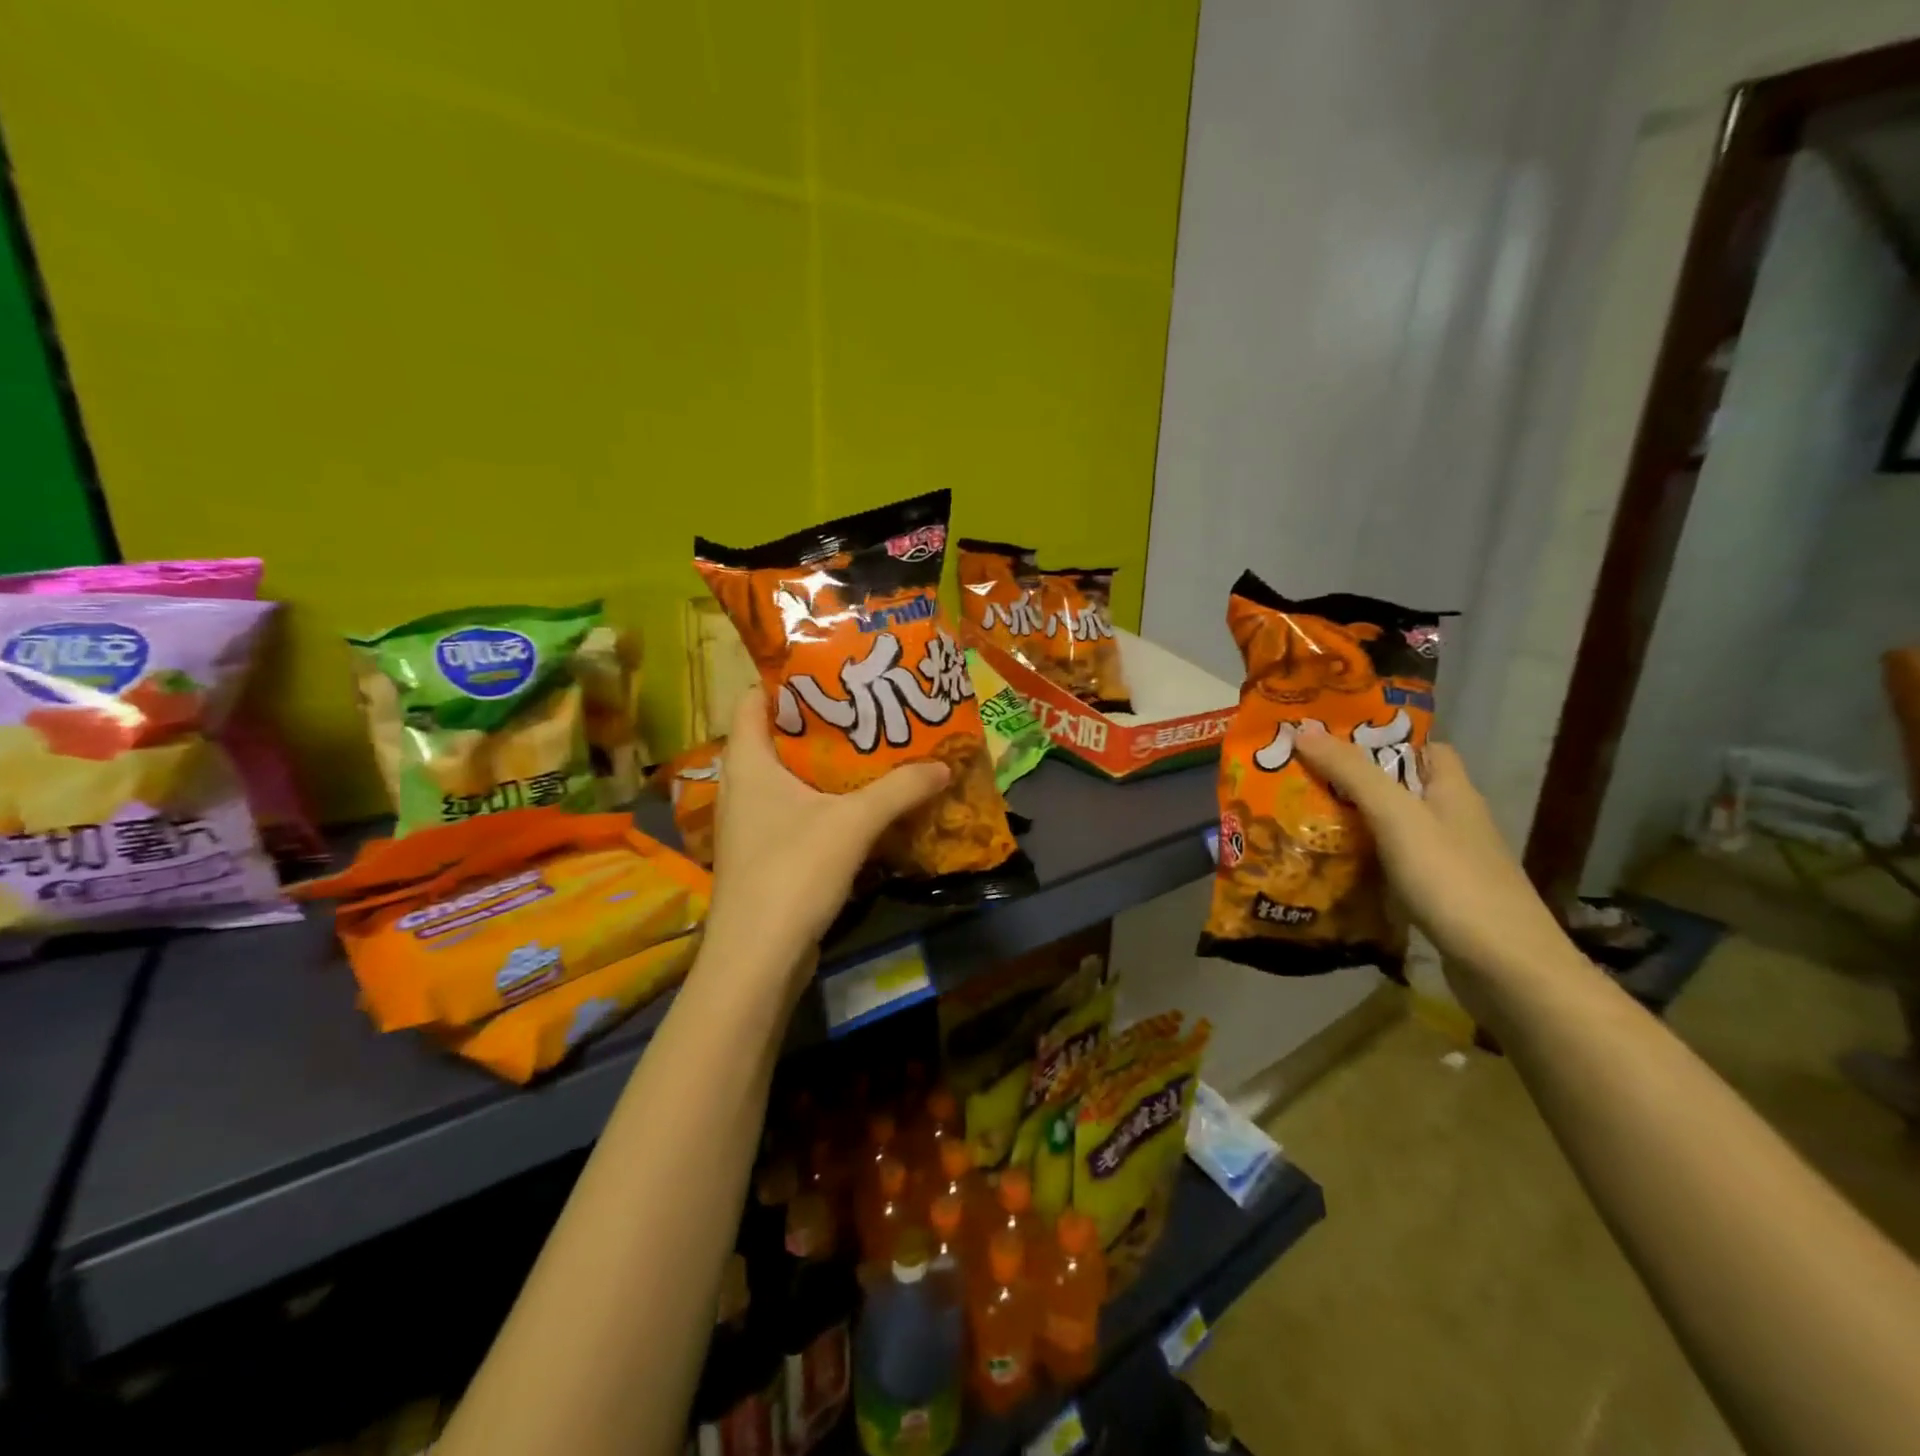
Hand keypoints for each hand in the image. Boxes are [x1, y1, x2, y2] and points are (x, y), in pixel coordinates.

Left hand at [704, 691, 949, 979]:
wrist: (758, 959)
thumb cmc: (793, 872)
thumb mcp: (853, 822)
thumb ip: (900, 789)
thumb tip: (943, 764)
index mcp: (748, 762)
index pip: (754, 698)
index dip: (786, 677)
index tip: (832, 665)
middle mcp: (743, 786)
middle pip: (779, 736)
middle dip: (823, 719)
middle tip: (869, 703)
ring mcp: (752, 823)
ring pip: (791, 777)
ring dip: (829, 763)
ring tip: (875, 746)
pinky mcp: (767, 854)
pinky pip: (799, 811)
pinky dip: (828, 800)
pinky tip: (865, 802)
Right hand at [1290, 726, 1578, 988]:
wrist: (1506, 969)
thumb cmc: (1452, 880)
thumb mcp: (1397, 817)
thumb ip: (1353, 773)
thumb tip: (1303, 729)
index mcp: (1454, 792)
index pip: (1426, 748)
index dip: (1385, 738)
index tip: (1334, 738)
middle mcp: (1456, 822)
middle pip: (1404, 789)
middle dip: (1356, 782)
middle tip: (1301, 778)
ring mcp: (1451, 863)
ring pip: (1396, 830)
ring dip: (1356, 824)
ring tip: (1303, 819)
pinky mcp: (1442, 899)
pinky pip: (1395, 867)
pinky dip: (1366, 863)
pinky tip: (1333, 870)